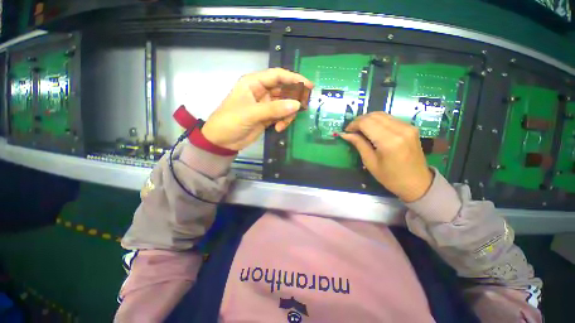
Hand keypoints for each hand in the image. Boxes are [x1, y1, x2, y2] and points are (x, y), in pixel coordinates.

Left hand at [201, 68, 313, 150]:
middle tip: (302, 108)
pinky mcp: (267, 117)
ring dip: (287, 114)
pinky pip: (281, 116)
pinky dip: (283, 121)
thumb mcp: (251, 114)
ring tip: (282, 124)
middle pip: (284, 90)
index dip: (294, 79)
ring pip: (284, 105)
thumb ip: (274, 109)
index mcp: (254, 83)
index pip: (277, 76)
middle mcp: (261, 92)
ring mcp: (265, 105)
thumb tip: (297, 104)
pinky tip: (278, 128)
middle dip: (293, 100)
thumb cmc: (231, 121)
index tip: (309, 86)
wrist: (222, 141)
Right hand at [340, 112, 433, 201]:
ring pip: (381, 114)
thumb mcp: (370, 163)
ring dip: (368, 119)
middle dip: (359, 120)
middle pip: (374, 116)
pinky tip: (372, 130)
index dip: (353, 124)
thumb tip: (344, 134)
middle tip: (351, 130)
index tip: (346, 131)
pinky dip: (377, 121)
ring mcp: (408, 127)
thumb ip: (359, 144)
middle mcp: (400, 129)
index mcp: (389, 141)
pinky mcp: (411, 127)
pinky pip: (389, 118)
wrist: (418, 183)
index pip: (366, 123)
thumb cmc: (391, 177)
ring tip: (360, 129)